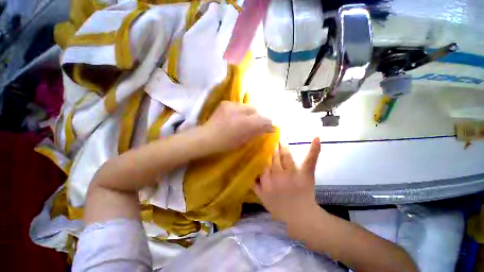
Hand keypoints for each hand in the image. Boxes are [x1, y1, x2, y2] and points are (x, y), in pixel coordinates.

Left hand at [201, 101, 273, 152]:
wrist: (207, 137)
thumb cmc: (226, 143)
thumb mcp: (244, 140)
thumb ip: (256, 132)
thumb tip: (267, 128)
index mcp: (246, 123)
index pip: (263, 119)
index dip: (268, 124)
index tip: (269, 128)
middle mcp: (241, 111)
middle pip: (256, 110)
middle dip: (257, 117)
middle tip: (255, 124)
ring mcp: (232, 105)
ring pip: (247, 107)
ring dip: (248, 113)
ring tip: (243, 120)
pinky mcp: (226, 103)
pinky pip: (238, 105)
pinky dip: (240, 111)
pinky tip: (235, 117)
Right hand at [254, 137, 321, 226]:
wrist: (299, 217)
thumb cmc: (279, 208)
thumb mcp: (263, 198)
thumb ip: (255, 185)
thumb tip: (250, 173)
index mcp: (267, 180)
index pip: (264, 163)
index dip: (264, 155)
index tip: (262, 148)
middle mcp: (278, 174)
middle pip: (273, 157)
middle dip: (272, 148)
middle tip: (271, 140)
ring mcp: (293, 173)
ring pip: (285, 155)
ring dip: (282, 146)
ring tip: (280, 139)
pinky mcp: (306, 173)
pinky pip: (309, 160)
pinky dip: (314, 149)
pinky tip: (316, 138)